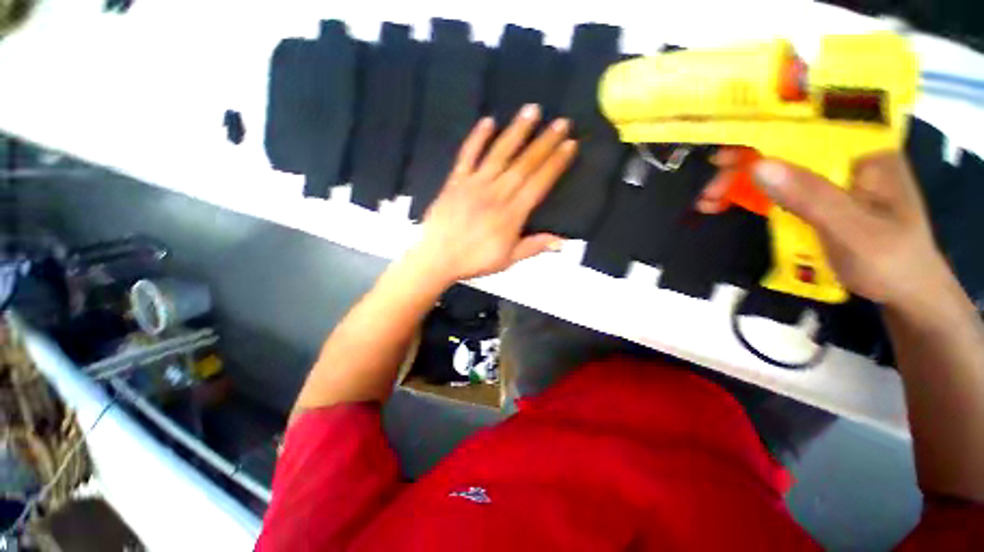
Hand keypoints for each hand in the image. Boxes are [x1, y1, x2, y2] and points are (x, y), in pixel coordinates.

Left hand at [409, 104, 576, 284]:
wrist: (438, 258)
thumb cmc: (474, 261)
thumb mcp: (508, 260)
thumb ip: (534, 247)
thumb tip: (563, 241)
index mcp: (512, 214)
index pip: (539, 183)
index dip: (555, 164)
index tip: (569, 145)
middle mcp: (496, 194)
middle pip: (524, 164)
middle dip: (545, 142)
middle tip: (561, 121)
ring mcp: (475, 184)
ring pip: (499, 154)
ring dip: (517, 131)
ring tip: (532, 110)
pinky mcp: (456, 181)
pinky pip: (467, 155)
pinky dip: (477, 138)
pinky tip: (488, 121)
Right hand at [700, 151, 947, 307]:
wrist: (903, 292)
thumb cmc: (890, 261)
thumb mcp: (853, 229)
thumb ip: (811, 196)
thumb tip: (759, 166)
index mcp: (865, 149)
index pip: (812, 123)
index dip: (768, 127)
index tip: (729, 144)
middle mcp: (844, 155)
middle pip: (786, 146)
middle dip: (744, 162)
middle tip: (711, 184)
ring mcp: (828, 177)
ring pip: (776, 167)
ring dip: (739, 182)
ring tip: (708, 201)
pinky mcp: (815, 197)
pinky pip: (776, 189)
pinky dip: (747, 196)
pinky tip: (723, 204)